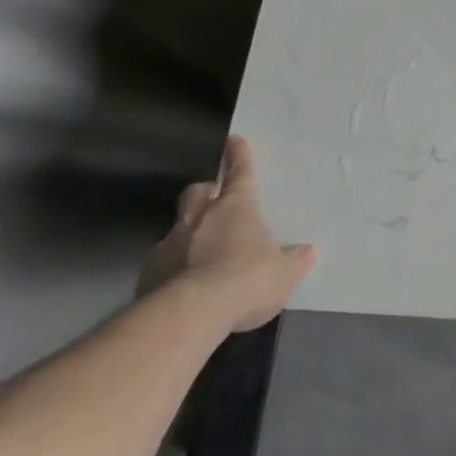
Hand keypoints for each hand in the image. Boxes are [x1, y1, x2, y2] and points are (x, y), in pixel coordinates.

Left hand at [139, 136, 317, 333]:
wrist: (190, 315)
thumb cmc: (247, 280)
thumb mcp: (283, 273)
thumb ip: (294, 260)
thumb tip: (308, 252)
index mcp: (236, 207)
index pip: (240, 173)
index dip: (239, 156)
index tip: (233, 140)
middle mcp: (200, 218)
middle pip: (198, 192)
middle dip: (206, 192)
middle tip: (214, 201)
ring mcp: (169, 244)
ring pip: (177, 227)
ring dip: (187, 233)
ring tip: (199, 253)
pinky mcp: (147, 274)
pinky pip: (161, 262)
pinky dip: (171, 267)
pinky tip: (181, 286)